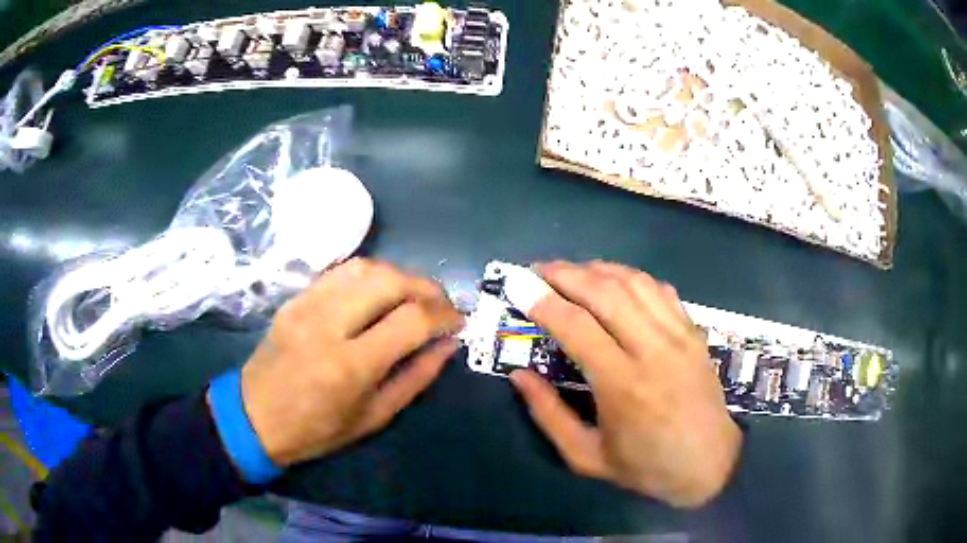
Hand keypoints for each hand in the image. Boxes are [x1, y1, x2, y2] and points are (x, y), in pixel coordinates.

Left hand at [239, 258, 463, 466]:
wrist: (255, 417)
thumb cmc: (317, 429)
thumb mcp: (374, 416)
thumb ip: (416, 377)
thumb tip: (448, 345)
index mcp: (351, 365)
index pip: (412, 319)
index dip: (445, 315)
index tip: (458, 323)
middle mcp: (329, 324)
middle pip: (390, 280)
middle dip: (427, 287)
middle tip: (441, 306)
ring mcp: (307, 305)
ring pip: (365, 267)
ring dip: (399, 275)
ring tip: (413, 296)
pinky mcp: (295, 298)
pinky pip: (340, 271)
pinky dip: (370, 275)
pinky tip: (378, 293)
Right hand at [509, 261, 740, 507]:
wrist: (709, 464)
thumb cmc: (645, 466)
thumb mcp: (586, 456)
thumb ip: (549, 415)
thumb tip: (519, 375)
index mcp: (623, 386)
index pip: (577, 327)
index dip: (543, 302)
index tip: (519, 287)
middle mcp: (653, 351)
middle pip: (605, 292)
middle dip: (566, 274)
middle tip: (538, 270)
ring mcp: (679, 336)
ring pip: (635, 283)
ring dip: (598, 269)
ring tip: (572, 271)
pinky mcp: (694, 333)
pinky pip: (660, 290)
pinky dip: (632, 277)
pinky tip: (615, 281)